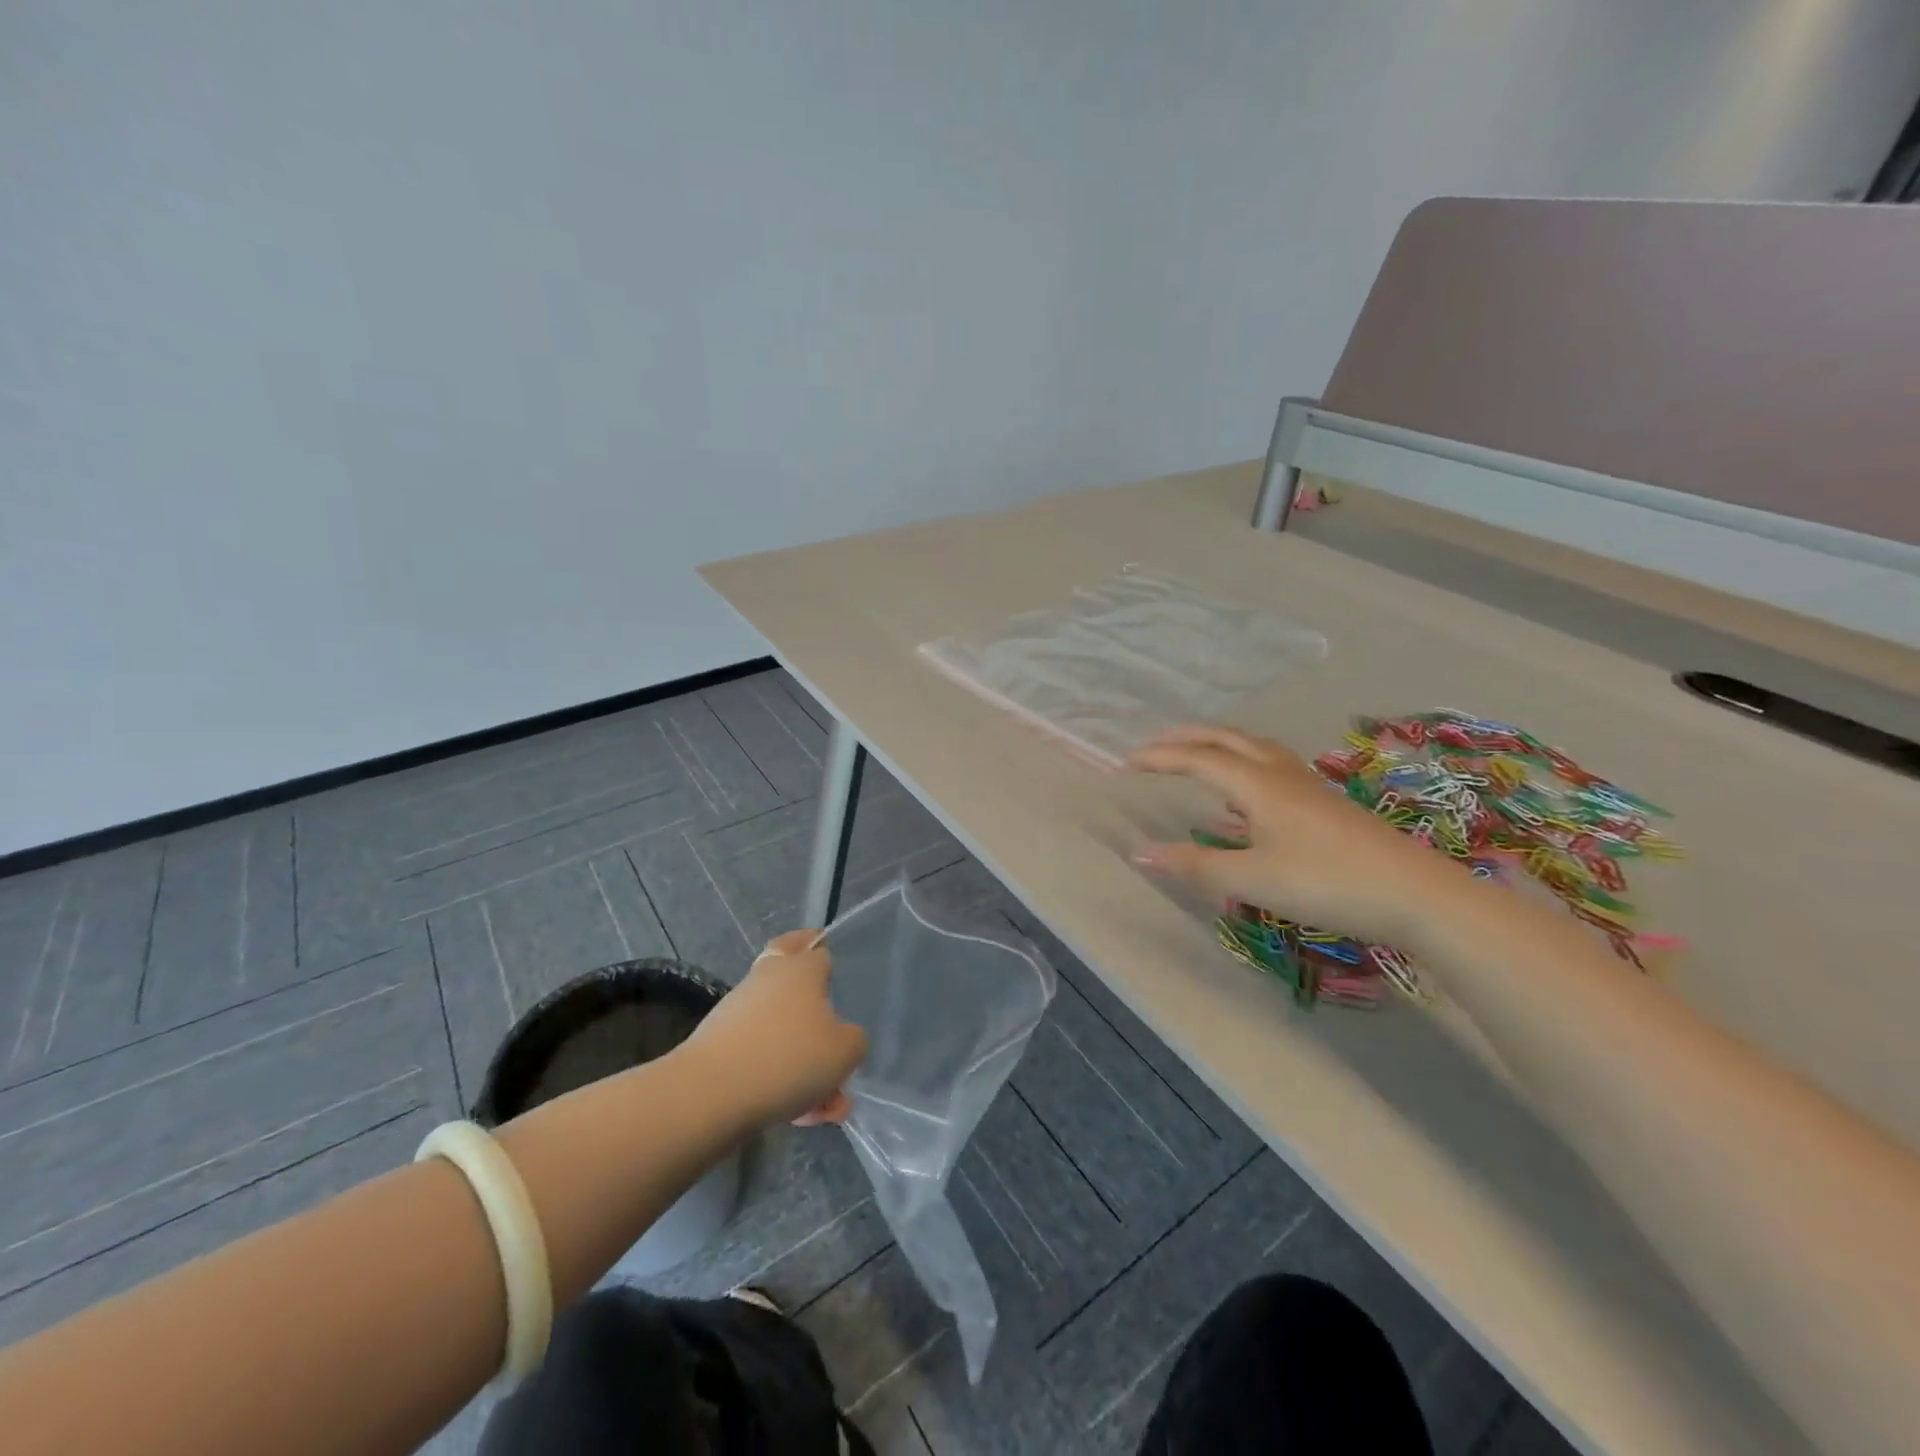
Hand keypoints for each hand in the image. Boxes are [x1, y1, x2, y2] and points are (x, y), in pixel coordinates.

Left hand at [684, 930, 867, 1127]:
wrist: (711, 1093)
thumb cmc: (788, 1057)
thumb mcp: (845, 1051)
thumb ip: (853, 1041)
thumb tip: (844, 1038)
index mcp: (801, 969)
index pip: (817, 948)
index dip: (828, 956)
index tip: (838, 971)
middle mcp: (768, 980)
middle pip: (789, 975)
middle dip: (810, 996)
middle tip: (826, 1011)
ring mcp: (739, 1011)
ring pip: (779, 1028)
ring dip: (801, 1058)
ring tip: (824, 1106)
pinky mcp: (719, 1046)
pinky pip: (761, 1057)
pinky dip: (779, 1079)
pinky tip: (797, 1116)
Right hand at [1128, 725, 1470, 947]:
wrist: (1418, 895)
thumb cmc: (1327, 882)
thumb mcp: (1252, 878)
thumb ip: (1195, 864)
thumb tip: (1140, 852)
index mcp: (1259, 784)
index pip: (1199, 759)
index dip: (1161, 758)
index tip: (1127, 763)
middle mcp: (1281, 774)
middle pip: (1228, 740)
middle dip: (1188, 737)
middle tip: (1155, 744)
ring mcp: (1309, 787)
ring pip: (1256, 748)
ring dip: (1219, 744)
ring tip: (1198, 755)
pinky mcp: (1326, 803)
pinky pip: (1273, 766)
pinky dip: (1245, 763)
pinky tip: (1248, 792)